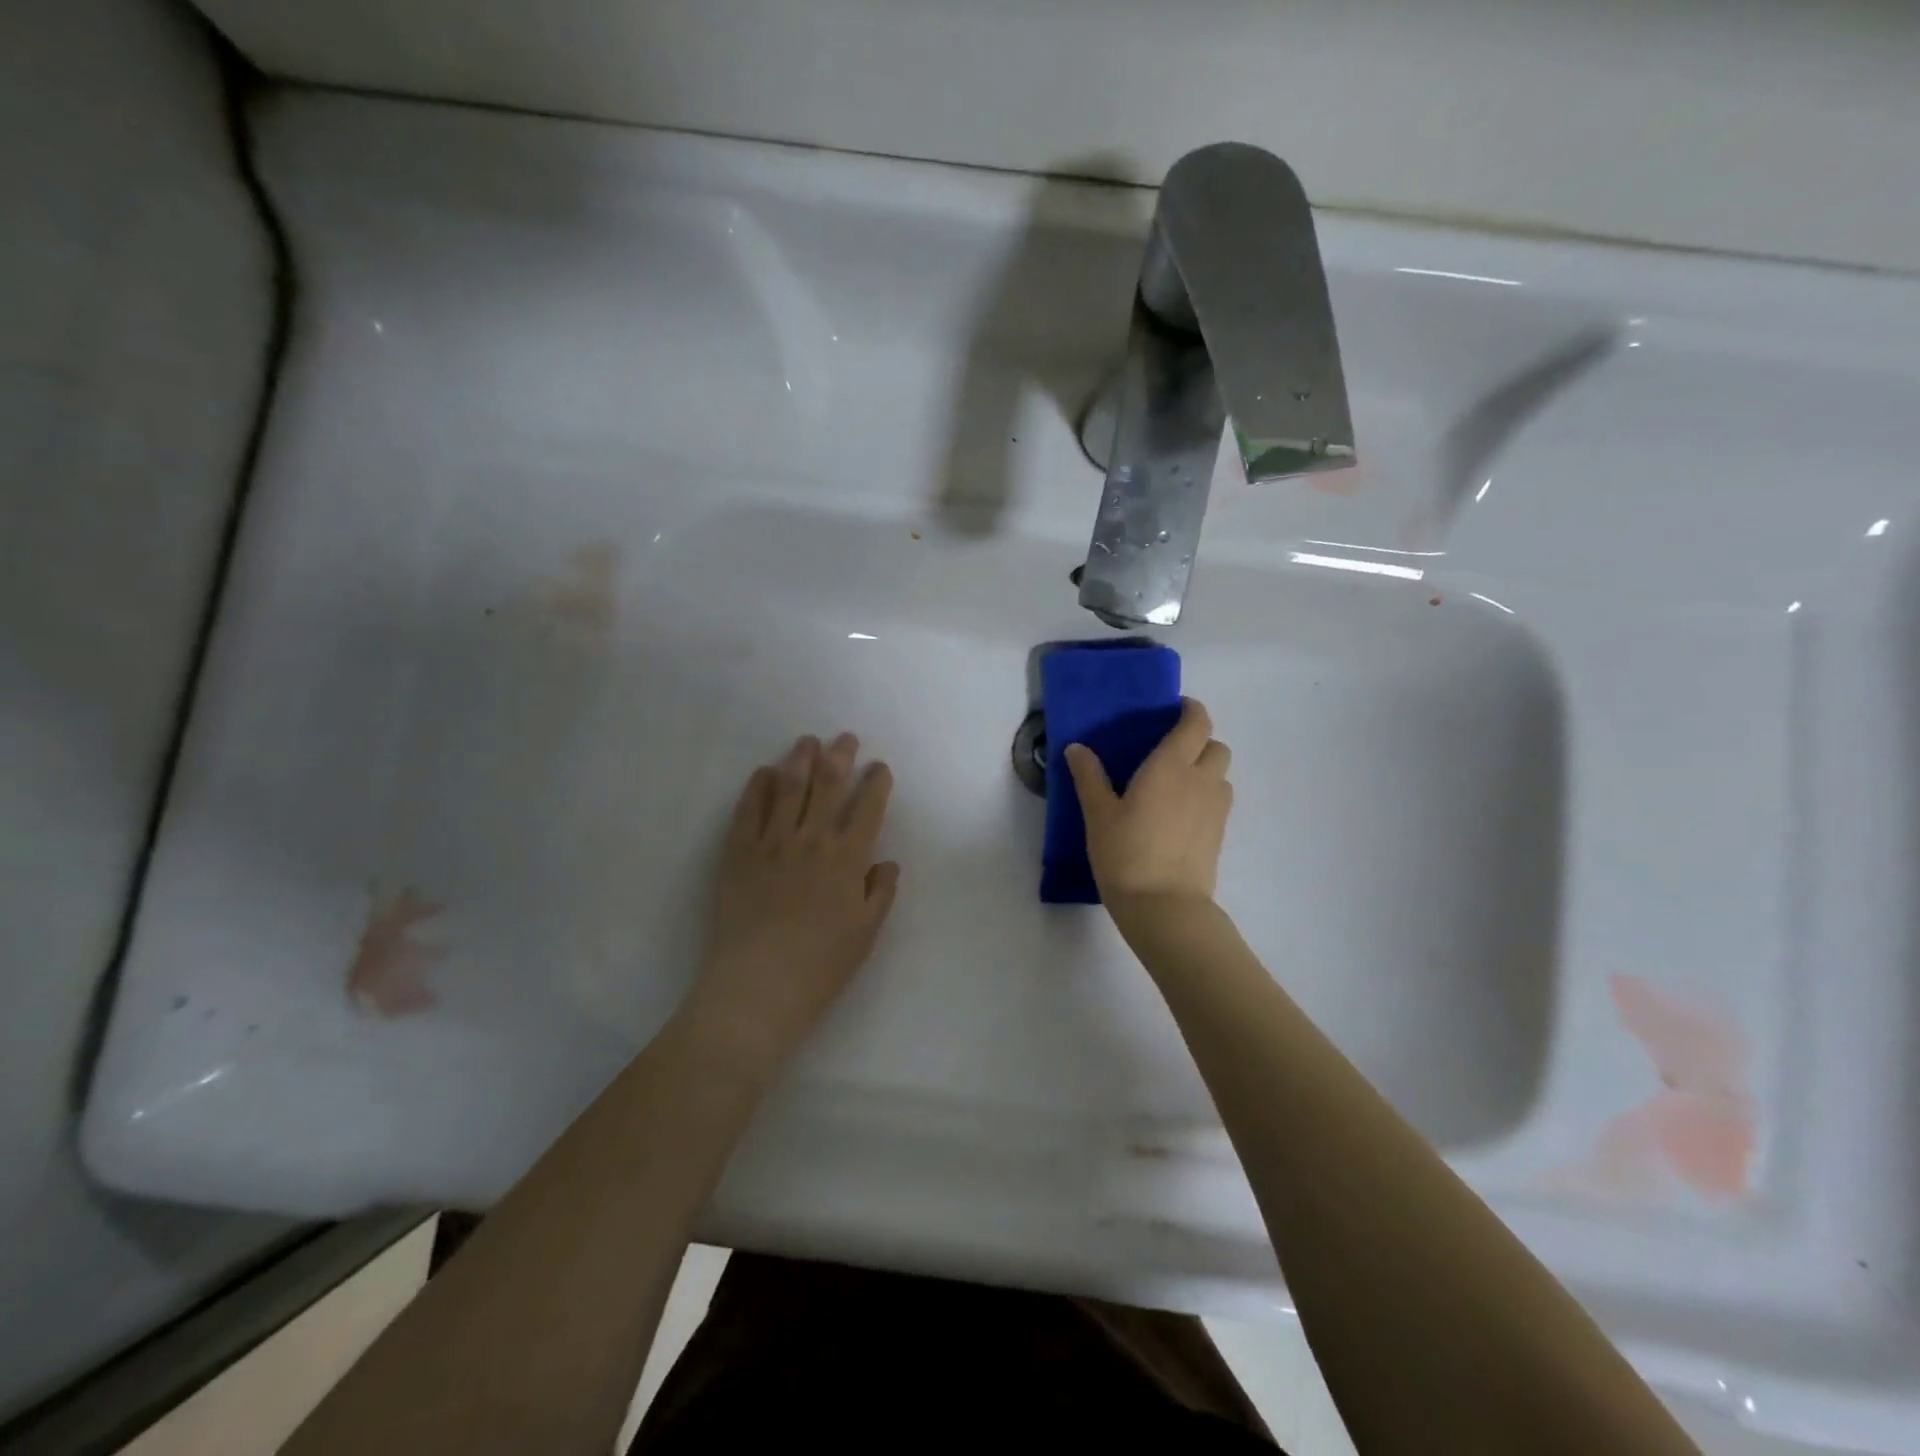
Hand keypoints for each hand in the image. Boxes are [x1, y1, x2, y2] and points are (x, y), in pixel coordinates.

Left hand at [681, 733, 899, 1074]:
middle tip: (845, 738)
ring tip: (807, 742)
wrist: (757, 988)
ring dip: (800, 760)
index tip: (879, 768)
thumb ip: (881, 893)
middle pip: (828, 785)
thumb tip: (887, 862)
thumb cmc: (820, 967)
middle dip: (840, 756)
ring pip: (788, 788)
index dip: (876, 782)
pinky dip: (757, 787)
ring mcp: (772, 843)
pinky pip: (748, 811)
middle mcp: (812, 840)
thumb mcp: (866, 934)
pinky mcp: (739, 854)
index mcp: (848, 859)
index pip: (868, 808)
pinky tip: (763, 772)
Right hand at [1064, 698, 1232, 911]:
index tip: (1173, 710)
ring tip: (1175, 784)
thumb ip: (1089, 777)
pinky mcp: (1219, 833)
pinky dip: (1206, 796)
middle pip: (1217, 746)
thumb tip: (1076, 748)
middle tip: (1170, 752)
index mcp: (1171, 766)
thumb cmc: (1126, 853)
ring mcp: (1215, 808)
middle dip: (1200, 741)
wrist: (1164, 906)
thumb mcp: (1098, 814)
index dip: (1190, 710)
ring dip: (1206, 769)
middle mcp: (1201, 780)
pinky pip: (1219, 800)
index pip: (1196, 723)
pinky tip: (1179, 814)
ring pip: (1221, 774)